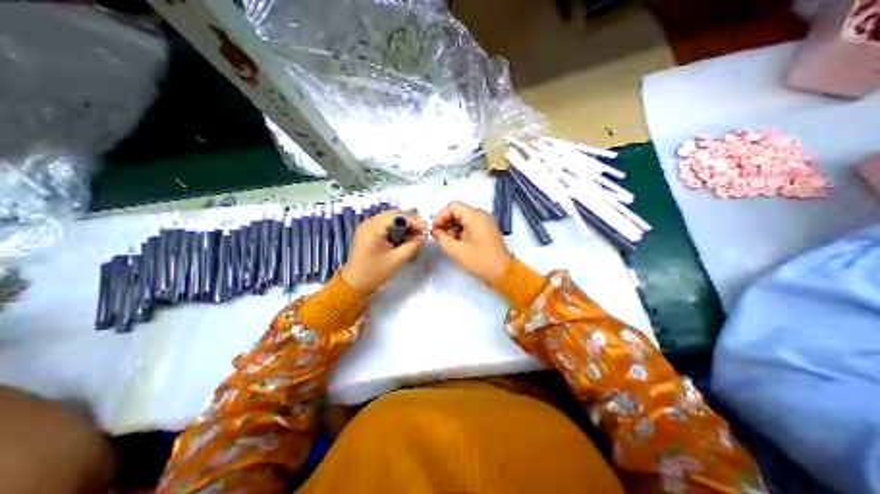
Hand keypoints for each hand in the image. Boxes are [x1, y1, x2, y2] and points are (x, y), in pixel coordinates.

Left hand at [340, 208, 425, 292]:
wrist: (355, 283)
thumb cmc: (374, 272)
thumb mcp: (396, 260)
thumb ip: (412, 246)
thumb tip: (423, 237)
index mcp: (373, 228)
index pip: (397, 216)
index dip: (412, 222)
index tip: (424, 232)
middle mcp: (368, 223)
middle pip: (393, 214)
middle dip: (408, 223)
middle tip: (419, 235)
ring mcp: (367, 227)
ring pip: (389, 219)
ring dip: (402, 226)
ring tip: (411, 238)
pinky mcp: (367, 232)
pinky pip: (384, 225)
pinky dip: (395, 229)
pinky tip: (401, 240)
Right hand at [432, 201, 511, 284]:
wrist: (502, 273)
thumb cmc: (480, 261)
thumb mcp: (456, 251)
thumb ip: (442, 239)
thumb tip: (436, 232)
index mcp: (475, 216)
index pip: (453, 207)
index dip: (440, 216)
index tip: (434, 229)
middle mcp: (480, 215)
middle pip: (458, 212)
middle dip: (446, 223)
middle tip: (438, 237)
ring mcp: (484, 223)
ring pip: (462, 220)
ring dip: (452, 229)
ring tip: (446, 242)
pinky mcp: (485, 231)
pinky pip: (469, 226)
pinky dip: (460, 233)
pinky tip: (455, 244)